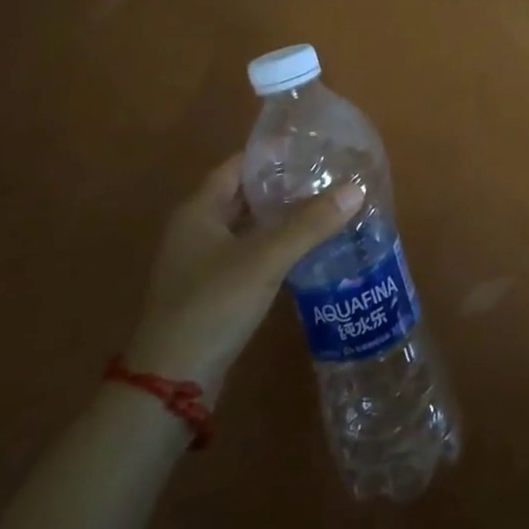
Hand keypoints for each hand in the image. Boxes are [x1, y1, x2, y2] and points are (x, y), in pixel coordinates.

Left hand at [123, 155, 362, 393]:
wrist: (171, 382)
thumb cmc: (212, 305)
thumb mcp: (265, 259)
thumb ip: (310, 224)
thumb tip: (356, 188)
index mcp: (198, 211)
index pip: (238, 166)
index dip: (272, 154)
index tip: (312, 146)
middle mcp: (196, 230)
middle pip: (244, 195)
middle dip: (283, 184)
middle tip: (327, 174)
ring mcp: (203, 262)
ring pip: (249, 226)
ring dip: (282, 216)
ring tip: (326, 204)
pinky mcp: (215, 289)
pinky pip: (251, 252)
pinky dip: (277, 244)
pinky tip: (308, 246)